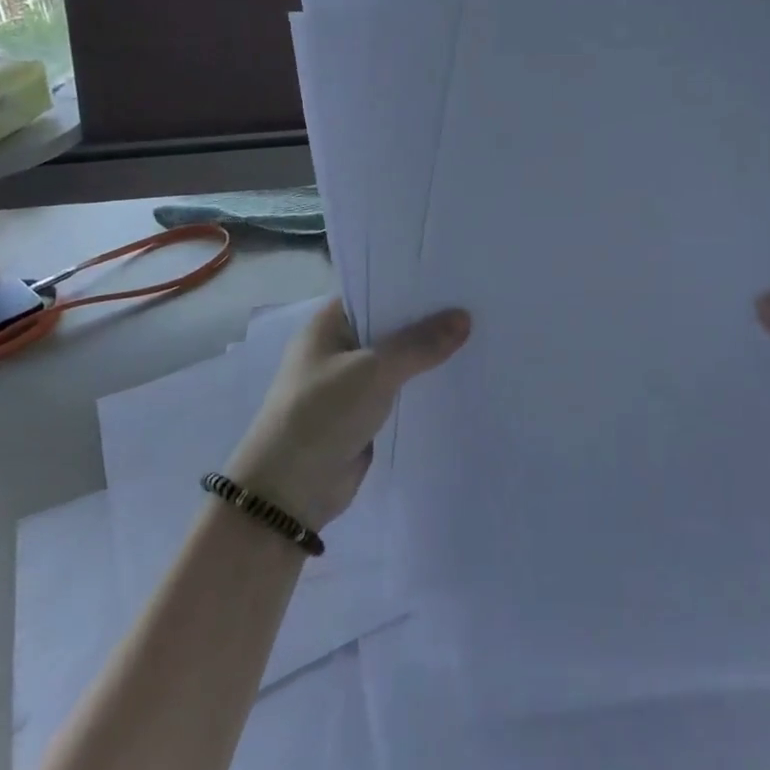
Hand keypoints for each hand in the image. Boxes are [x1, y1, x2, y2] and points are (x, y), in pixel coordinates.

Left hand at [227, 299, 471, 529]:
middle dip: (427, 321)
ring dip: (428, 357)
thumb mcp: (373, 371)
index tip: (455, 278)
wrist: (289, 492)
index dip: (412, 285)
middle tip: (479, 304)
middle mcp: (338, 348)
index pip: (376, 291)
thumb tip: (464, 317)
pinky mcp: (363, 414)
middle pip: (390, 326)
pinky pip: (399, 393)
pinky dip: (423, 388)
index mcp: (328, 324)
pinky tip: (460, 378)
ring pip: (397, 361)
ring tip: (480, 337)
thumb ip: (419, 344)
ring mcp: (350, 383)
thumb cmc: (321, 414)